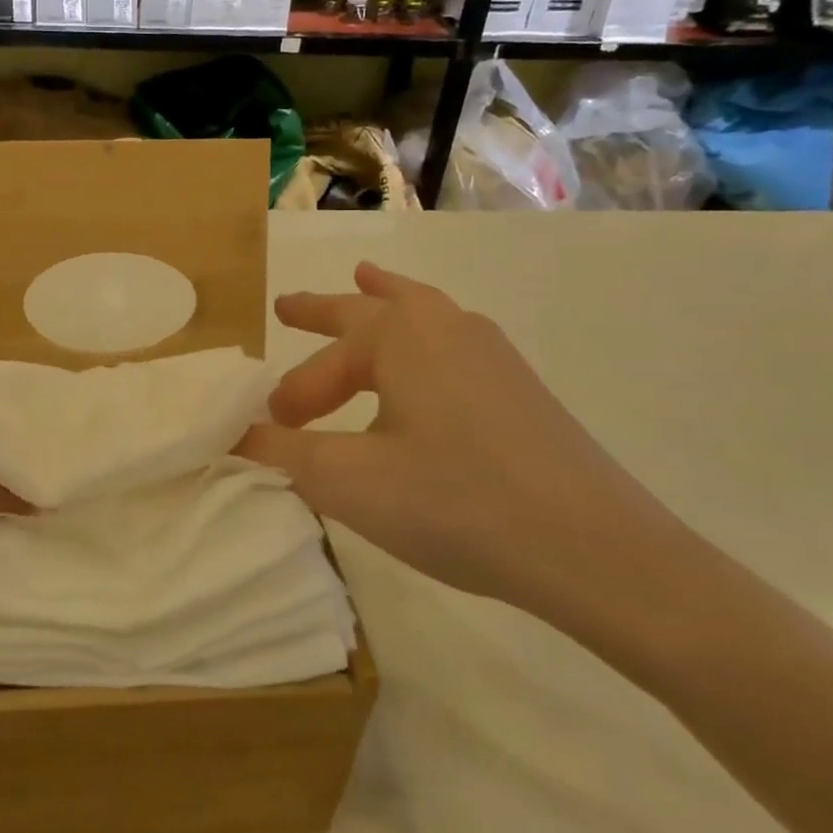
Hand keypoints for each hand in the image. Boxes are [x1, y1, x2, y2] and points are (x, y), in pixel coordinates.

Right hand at [238, 262, 681, 618]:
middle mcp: (444, 326)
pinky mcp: (519, 387)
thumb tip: (235, 435)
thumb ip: (282, 452)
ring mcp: (490, 353)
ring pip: (419, 314)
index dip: (290, 400)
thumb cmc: (457, 502)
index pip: (320, 367)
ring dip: (381, 305)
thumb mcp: (349, 481)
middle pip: (366, 311)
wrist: (597, 551)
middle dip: (322, 311)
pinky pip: (450, 340)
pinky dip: (422, 332)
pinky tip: (427, 352)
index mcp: (398, 335)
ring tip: (364, 282)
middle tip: (286, 308)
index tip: (269, 433)